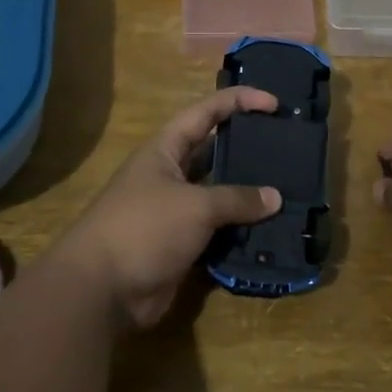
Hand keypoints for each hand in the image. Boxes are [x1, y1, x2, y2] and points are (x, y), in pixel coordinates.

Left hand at [56, 87, 282, 328]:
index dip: (239, 101)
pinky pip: (218, 231)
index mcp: (166, 149)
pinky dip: (241, 231)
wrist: (101, 290)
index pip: (206, 112)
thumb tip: (275, 198)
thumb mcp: (195, 206)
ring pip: (220, 196)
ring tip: (290, 190)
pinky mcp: (182, 244)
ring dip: (249, 196)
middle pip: (215, 153)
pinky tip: (272, 230)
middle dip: (249, 149)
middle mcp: (171, 175)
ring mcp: (176, 211)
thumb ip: (237, 199)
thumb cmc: (144, 228)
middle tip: (288, 148)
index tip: (275, 103)